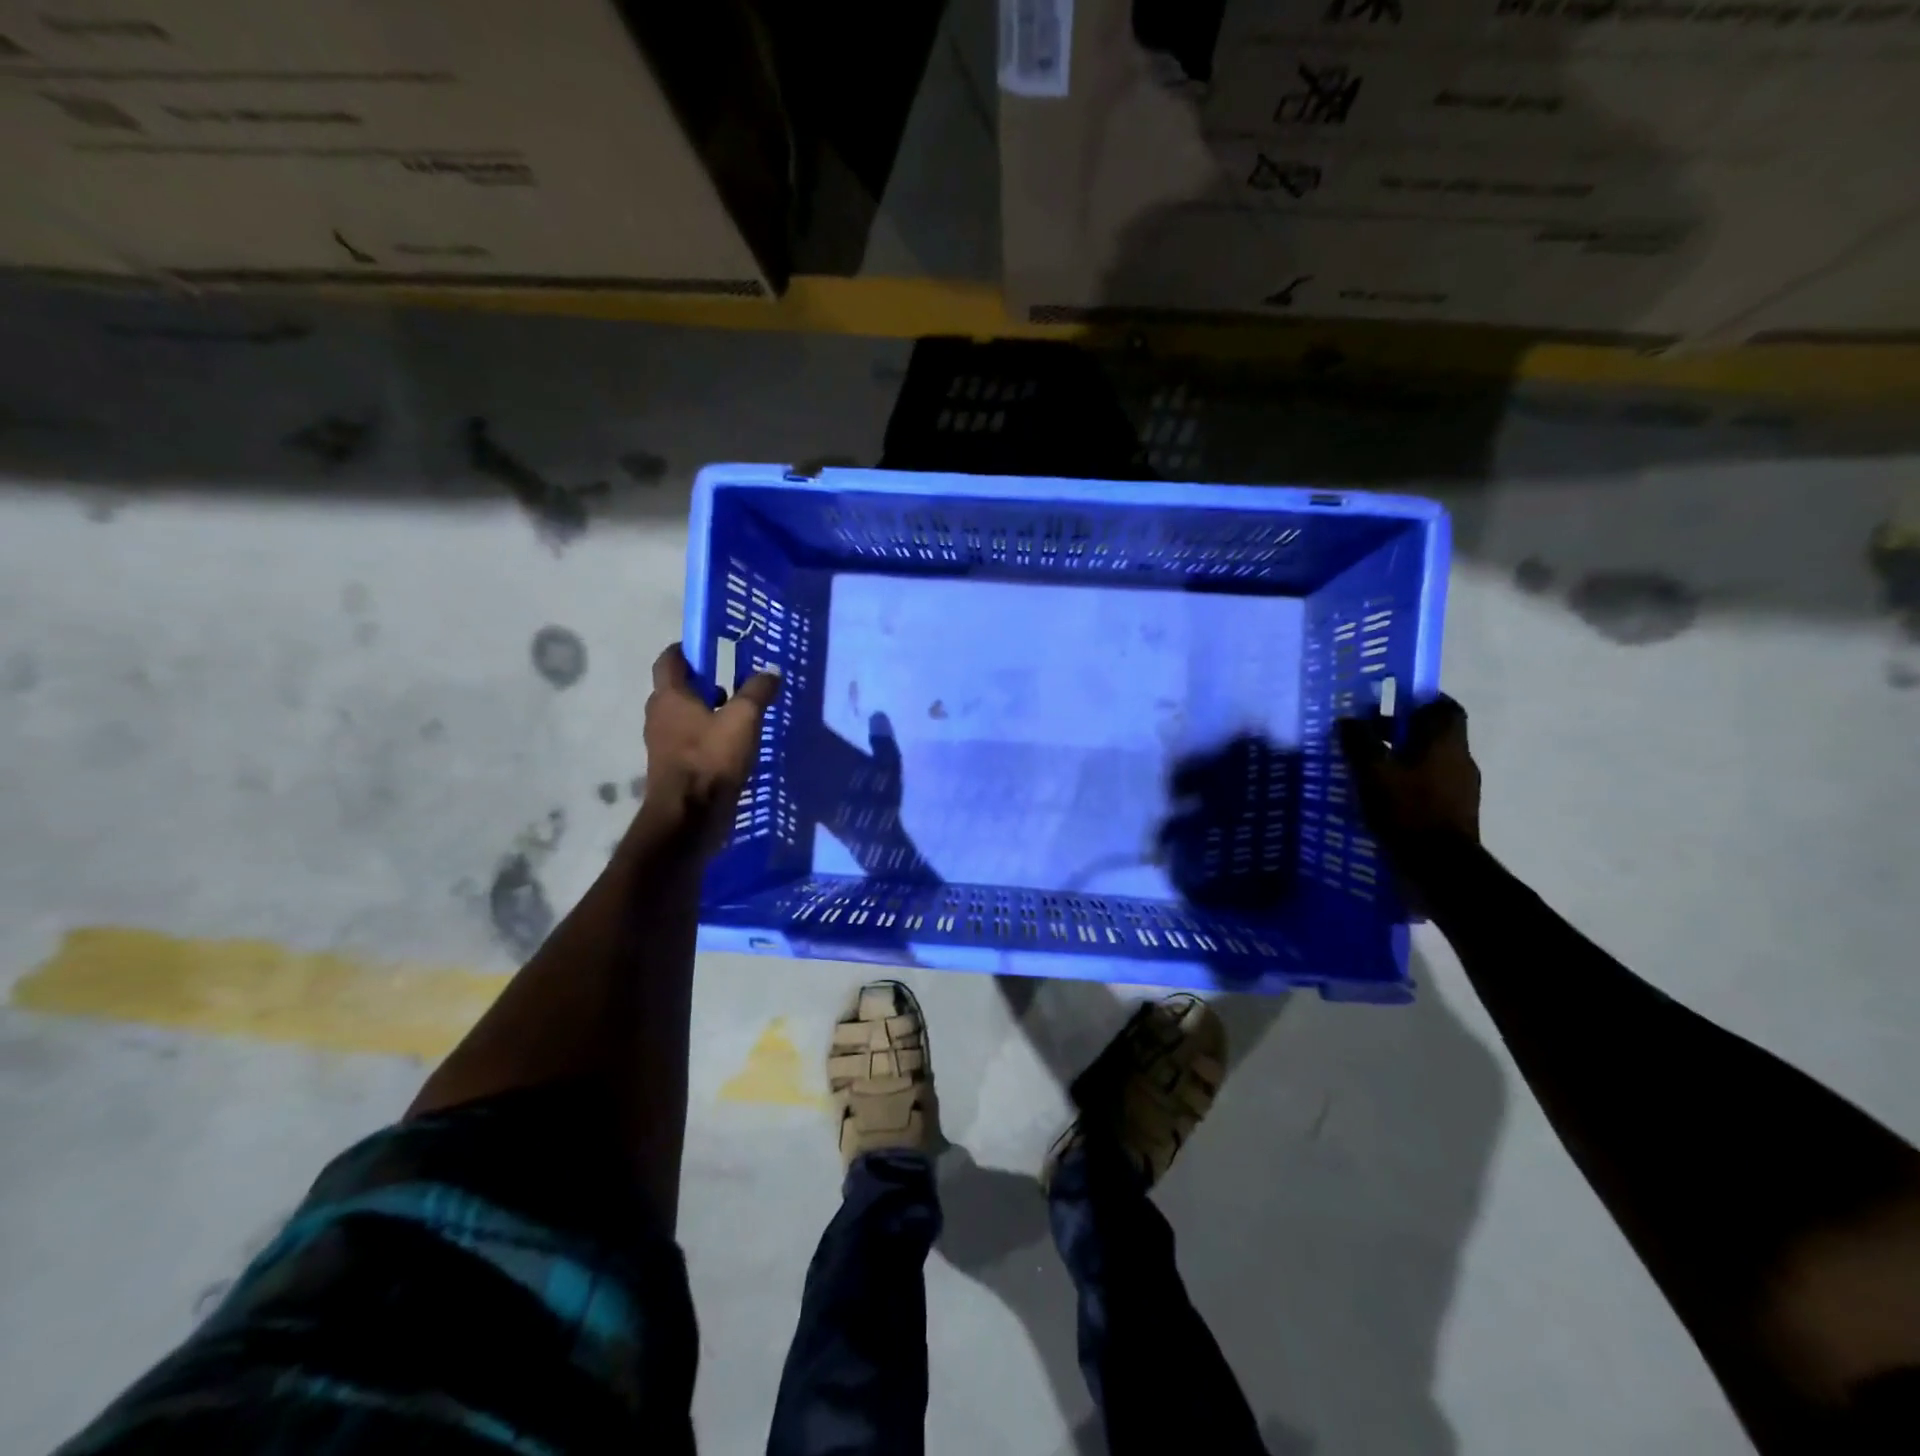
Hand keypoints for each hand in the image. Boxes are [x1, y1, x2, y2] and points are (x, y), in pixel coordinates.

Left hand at [639, 643, 780, 855]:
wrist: (689, 817)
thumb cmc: (711, 760)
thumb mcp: (743, 720)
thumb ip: (757, 692)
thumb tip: (770, 673)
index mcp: (669, 696)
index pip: (669, 659)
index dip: (687, 650)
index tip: (710, 648)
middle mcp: (659, 715)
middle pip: (677, 689)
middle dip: (702, 683)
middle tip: (733, 682)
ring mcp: (662, 743)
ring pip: (684, 717)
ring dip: (706, 712)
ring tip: (738, 715)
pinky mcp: (672, 767)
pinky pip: (689, 741)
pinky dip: (706, 736)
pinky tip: (732, 745)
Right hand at [1336, 695, 1480, 873]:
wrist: (1440, 868)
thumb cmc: (1407, 810)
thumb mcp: (1372, 772)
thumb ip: (1360, 742)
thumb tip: (1349, 719)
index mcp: (1445, 742)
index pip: (1444, 707)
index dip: (1420, 700)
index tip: (1391, 702)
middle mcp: (1459, 759)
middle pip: (1435, 733)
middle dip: (1404, 730)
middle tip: (1369, 735)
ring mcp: (1461, 788)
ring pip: (1431, 760)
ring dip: (1404, 758)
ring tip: (1369, 767)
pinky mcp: (1454, 813)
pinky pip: (1430, 786)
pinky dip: (1409, 783)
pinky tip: (1383, 796)